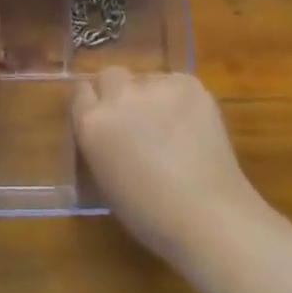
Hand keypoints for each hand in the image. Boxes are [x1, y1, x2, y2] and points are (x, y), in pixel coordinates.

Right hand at [73, 68, 264, 265]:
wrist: (209, 216)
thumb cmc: (152, 215)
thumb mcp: (107, 181)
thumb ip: (100, 145)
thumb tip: (109, 132)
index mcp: (93, 124)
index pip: (82, 93)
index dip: (94, 105)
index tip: (105, 118)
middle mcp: (118, 97)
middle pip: (110, 75)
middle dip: (118, 92)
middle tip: (136, 117)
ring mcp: (154, 86)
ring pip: (146, 79)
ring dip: (152, 96)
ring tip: (172, 126)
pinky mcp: (187, 84)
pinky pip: (176, 82)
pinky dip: (180, 99)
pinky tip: (192, 125)